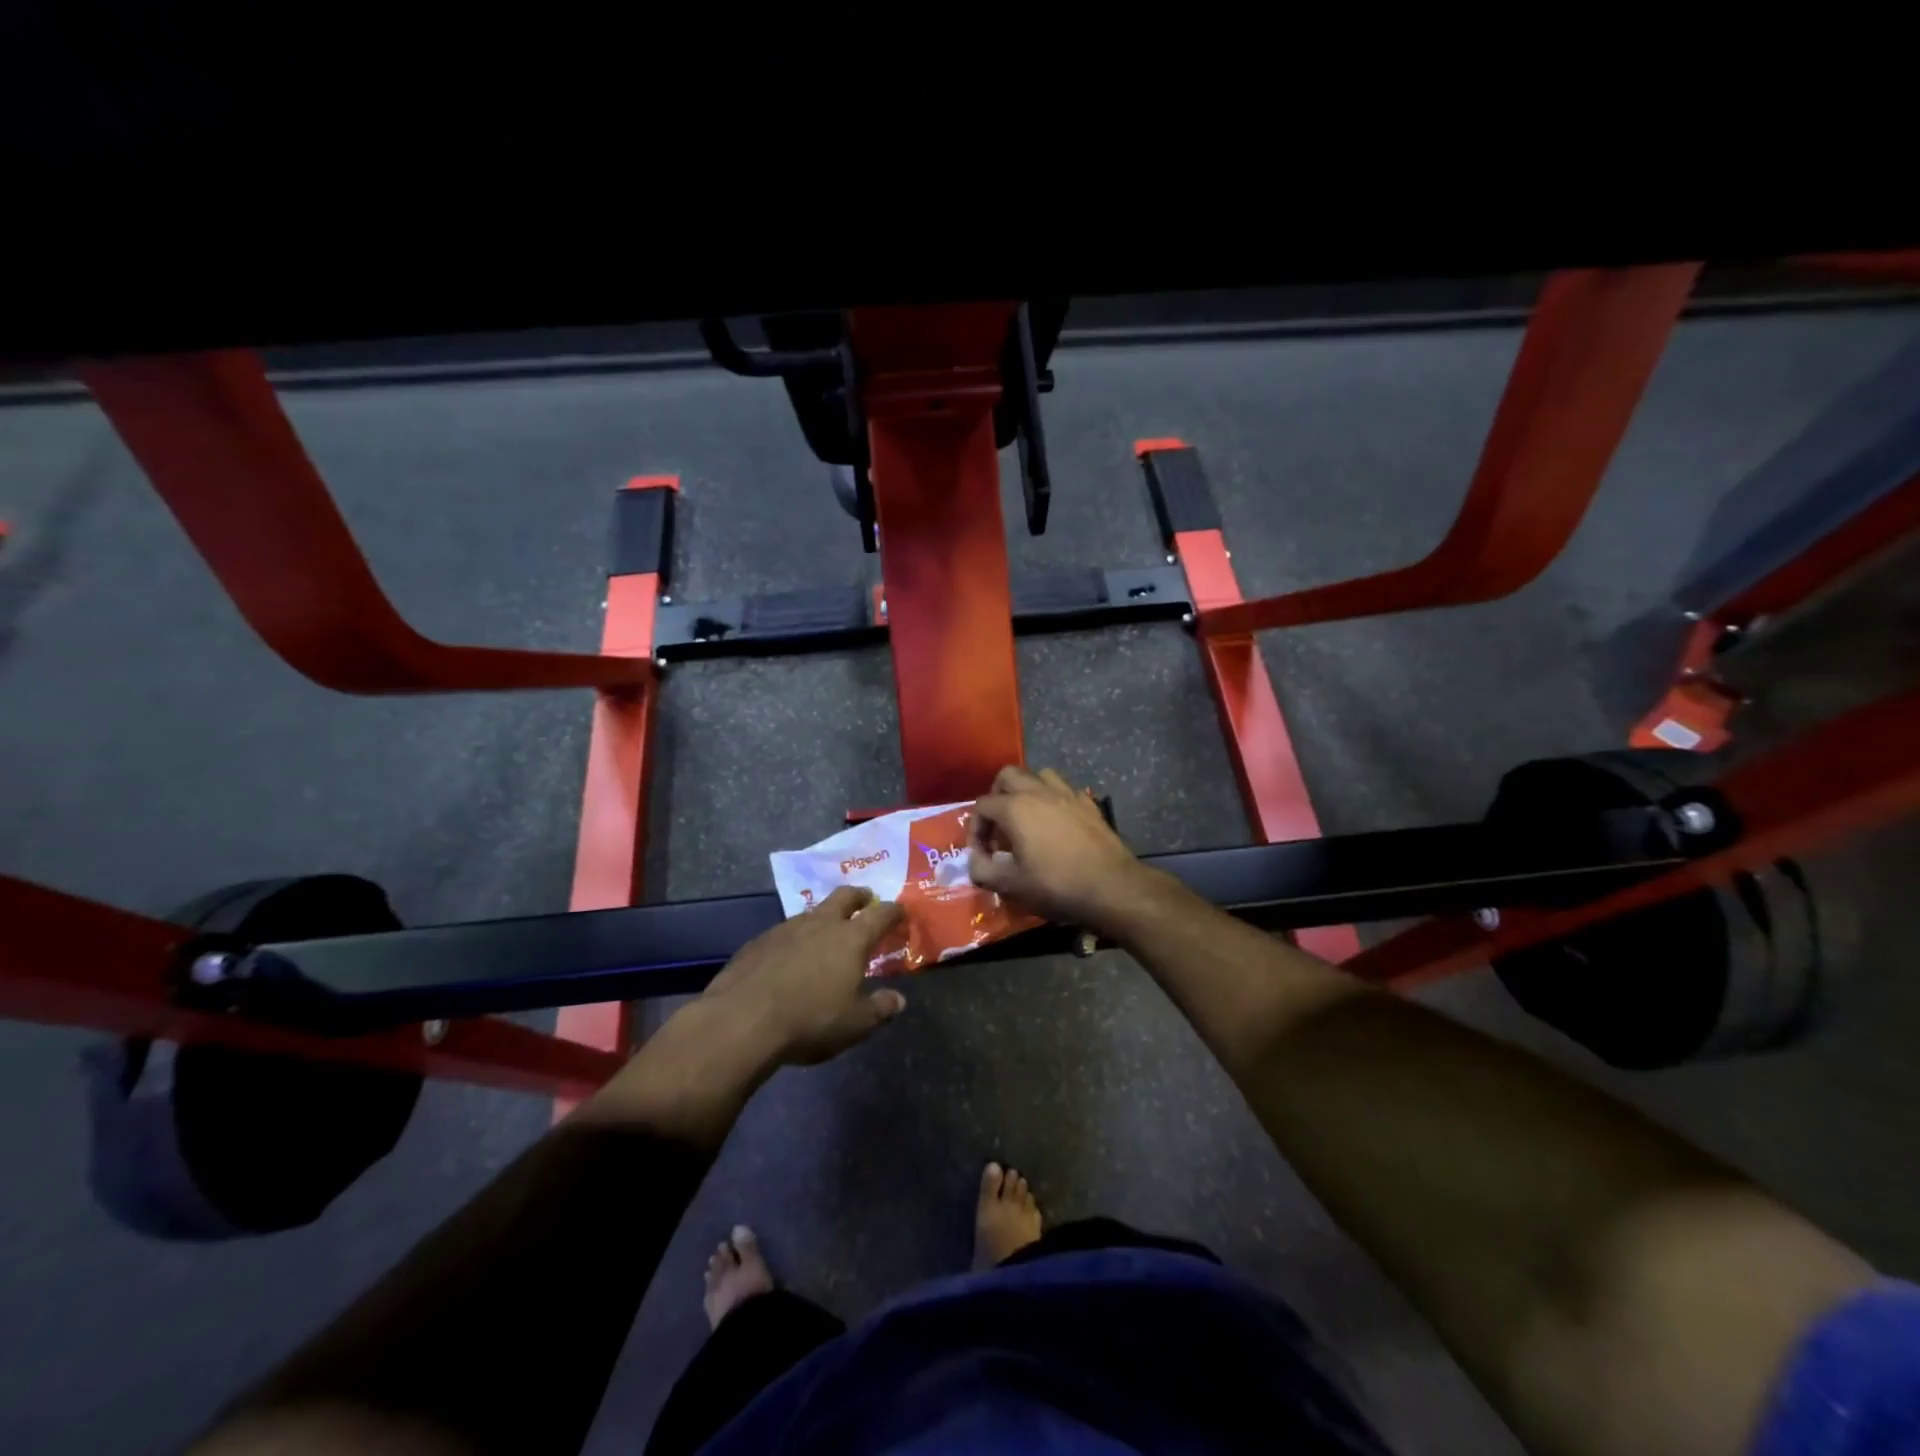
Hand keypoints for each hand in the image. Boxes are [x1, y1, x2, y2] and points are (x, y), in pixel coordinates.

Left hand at [701, 886, 907, 1065]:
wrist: (742, 1020)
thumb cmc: (810, 1020)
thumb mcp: (855, 1024)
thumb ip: (880, 1009)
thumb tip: (898, 1000)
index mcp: (851, 938)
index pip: (881, 913)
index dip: (894, 911)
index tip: (900, 912)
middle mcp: (821, 923)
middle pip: (844, 896)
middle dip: (858, 896)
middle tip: (865, 901)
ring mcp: (786, 928)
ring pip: (812, 913)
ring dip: (824, 919)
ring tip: (826, 936)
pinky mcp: (758, 941)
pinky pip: (785, 932)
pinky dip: (796, 939)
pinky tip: (790, 959)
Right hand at [967, 766, 1155, 935]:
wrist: (1112, 887)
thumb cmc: (1056, 886)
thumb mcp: (1011, 885)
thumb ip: (982, 869)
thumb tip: (974, 860)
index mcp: (1015, 807)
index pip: (981, 805)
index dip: (975, 828)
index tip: (981, 852)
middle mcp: (1038, 791)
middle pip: (1007, 775)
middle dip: (996, 796)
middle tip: (998, 824)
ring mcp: (1067, 794)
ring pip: (1038, 775)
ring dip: (1026, 790)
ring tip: (1026, 817)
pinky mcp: (1088, 803)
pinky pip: (1064, 789)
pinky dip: (1053, 799)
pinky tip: (1056, 822)